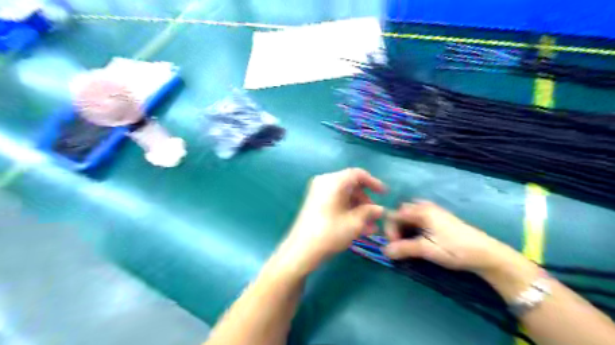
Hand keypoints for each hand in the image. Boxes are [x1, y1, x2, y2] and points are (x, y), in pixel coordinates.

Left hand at [279, 169, 382, 273]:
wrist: (301, 250)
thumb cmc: (330, 233)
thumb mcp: (354, 223)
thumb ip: (370, 212)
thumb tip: (380, 209)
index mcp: (333, 181)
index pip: (357, 174)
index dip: (373, 182)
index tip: (384, 194)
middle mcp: (324, 183)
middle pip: (351, 185)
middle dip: (365, 201)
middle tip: (375, 215)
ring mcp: (318, 193)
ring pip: (344, 196)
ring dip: (358, 209)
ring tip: (371, 227)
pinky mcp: (315, 204)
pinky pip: (336, 203)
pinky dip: (348, 212)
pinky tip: (360, 228)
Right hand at [383, 201, 517, 273]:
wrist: (486, 254)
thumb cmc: (455, 249)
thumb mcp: (427, 250)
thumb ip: (403, 249)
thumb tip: (384, 251)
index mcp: (421, 211)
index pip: (394, 215)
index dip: (390, 231)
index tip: (394, 247)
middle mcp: (425, 207)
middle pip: (400, 213)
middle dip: (396, 229)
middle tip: (400, 245)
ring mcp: (433, 211)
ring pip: (409, 216)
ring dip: (404, 229)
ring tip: (408, 244)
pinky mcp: (439, 218)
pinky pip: (418, 219)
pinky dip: (413, 228)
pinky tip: (419, 240)